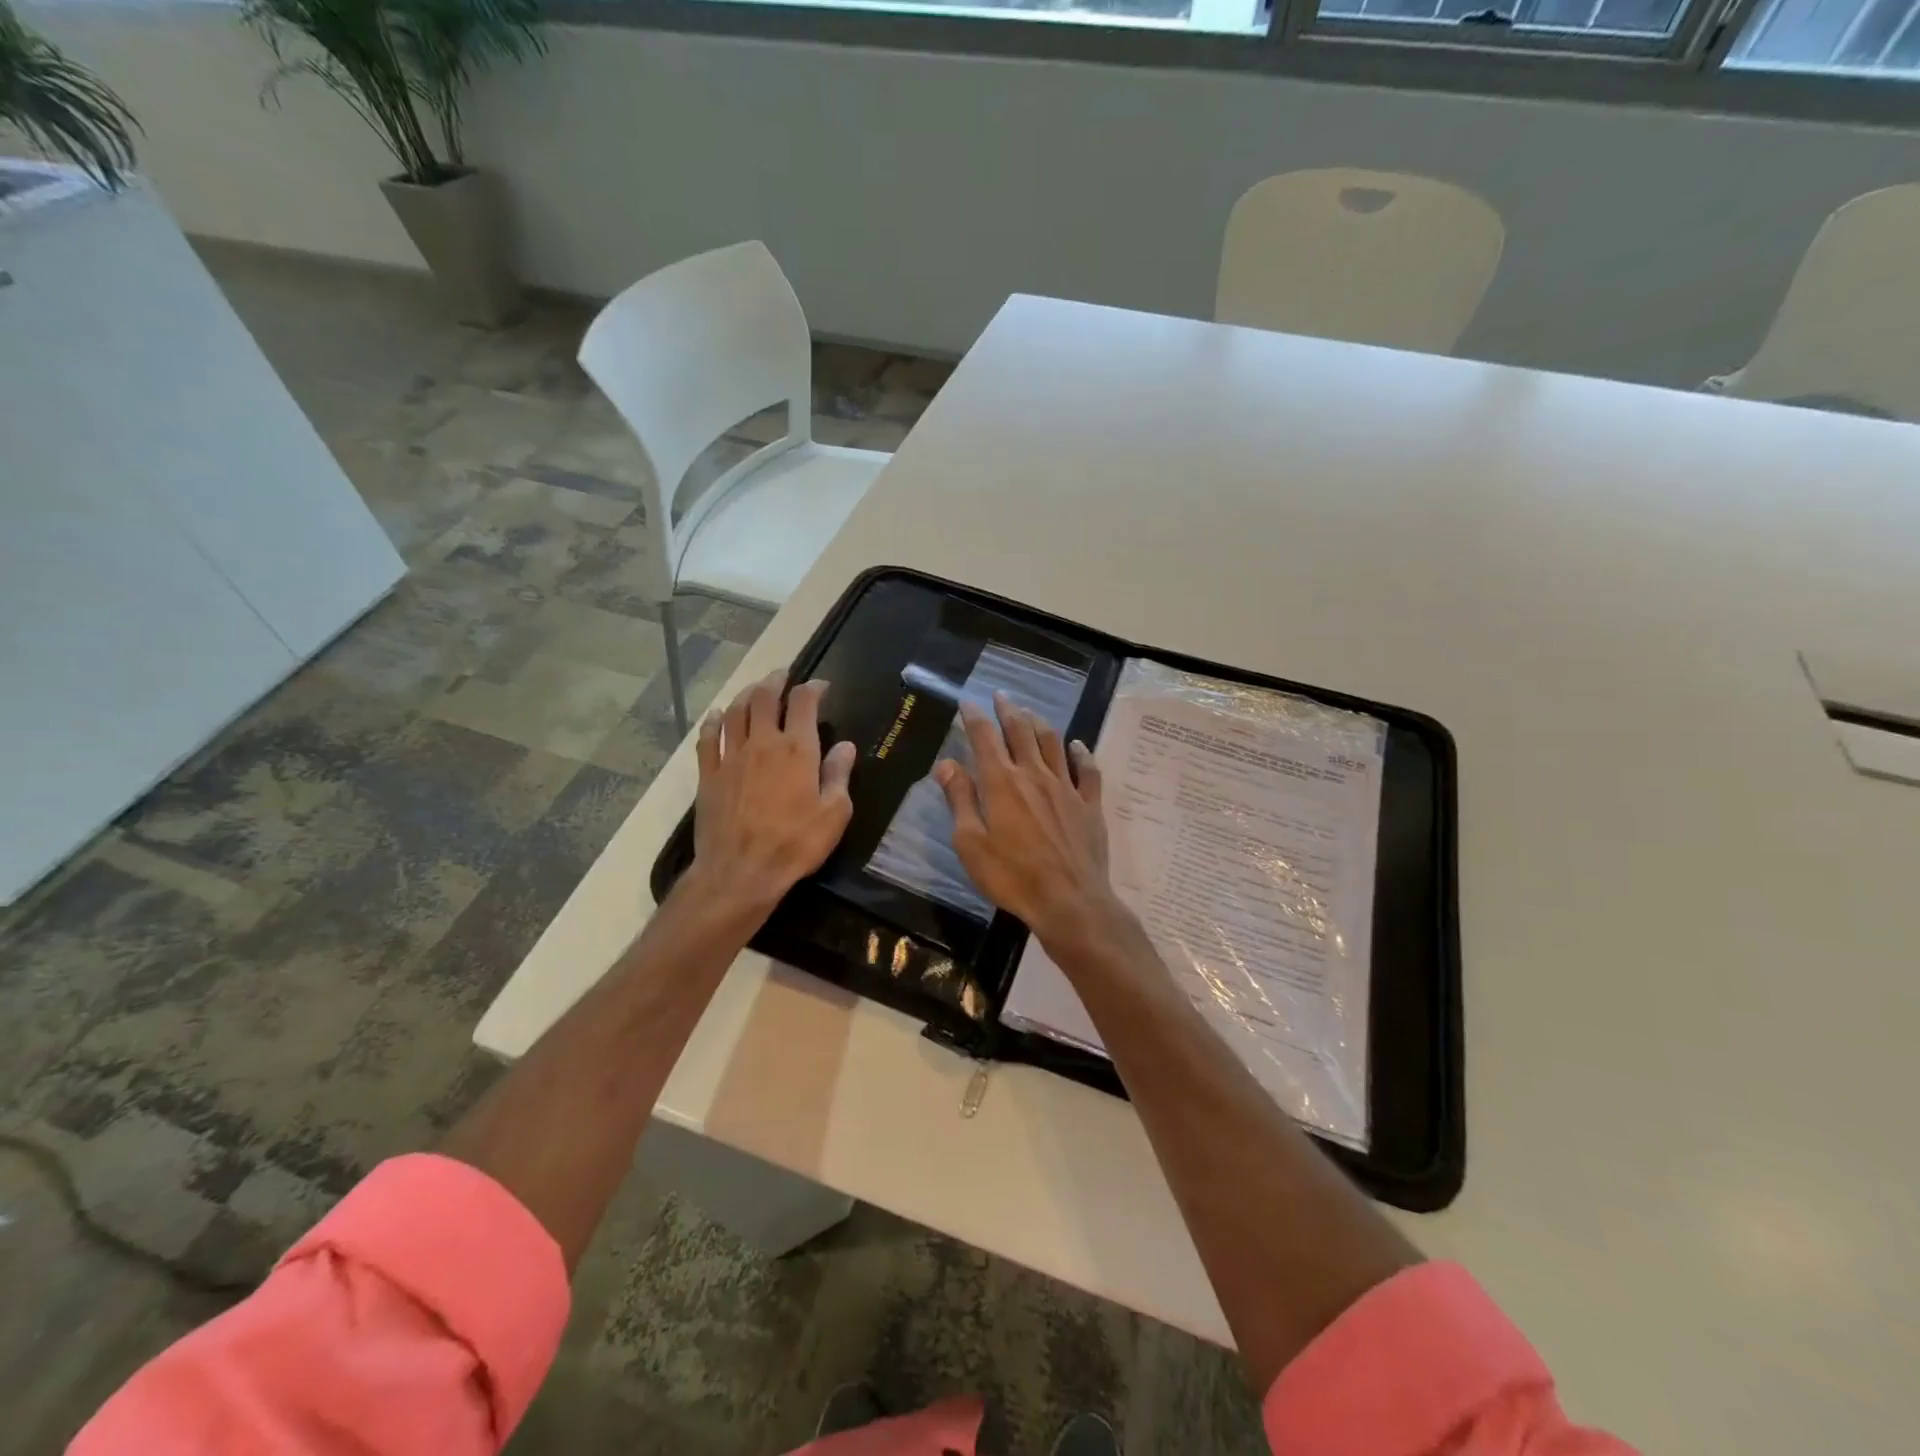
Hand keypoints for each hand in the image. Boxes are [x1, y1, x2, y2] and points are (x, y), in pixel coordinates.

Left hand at [690, 669, 856, 913]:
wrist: (740, 872)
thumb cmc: (795, 844)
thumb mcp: (834, 814)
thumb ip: (839, 775)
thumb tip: (846, 746)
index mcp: (797, 750)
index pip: (804, 703)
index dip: (813, 688)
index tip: (821, 686)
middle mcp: (763, 743)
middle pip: (764, 698)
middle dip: (775, 681)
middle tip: (783, 675)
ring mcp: (731, 757)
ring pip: (735, 711)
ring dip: (746, 694)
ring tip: (755, 689)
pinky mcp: (708, 775)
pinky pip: (707, 738)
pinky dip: (712, 722)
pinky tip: (715, 716)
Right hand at [935, 692, 1125, 950]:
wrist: (1070, 901)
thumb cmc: (1012, 877)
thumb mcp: (971, 844)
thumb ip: (960, 800)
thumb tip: (947, 764)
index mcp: (1002, 783)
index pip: (985, 738)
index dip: (974, 717)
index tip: (967, 703)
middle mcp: (1035, 775)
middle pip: (1021, 732)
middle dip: (1008, 710)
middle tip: (1001, 696)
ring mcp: (1066, 788)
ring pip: (1053, 743)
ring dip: (1039, 723)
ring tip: (1030, 713)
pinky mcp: (1090, 804)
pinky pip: (1087, 770)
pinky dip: (1081, 753)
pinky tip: (1077, 745)